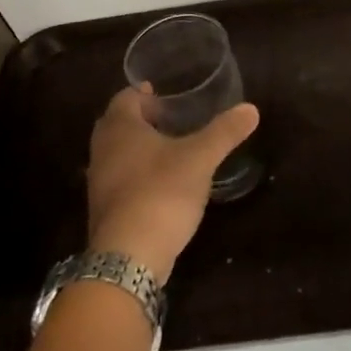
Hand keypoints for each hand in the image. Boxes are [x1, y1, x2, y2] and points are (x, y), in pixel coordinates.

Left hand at [86, 86, 259, 284]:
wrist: (128, 257)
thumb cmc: (161, 193)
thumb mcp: (200, 158)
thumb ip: (224, 132)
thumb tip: (251, 109)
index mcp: (120, 128)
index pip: (125, 98)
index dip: (144, 93)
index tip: (166, 94)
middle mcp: (103, 150)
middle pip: (118, 124)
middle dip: (142, 119)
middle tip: (170, 119)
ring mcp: (100, 182)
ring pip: (117, 153)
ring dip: (139, 147)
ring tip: (170, 149)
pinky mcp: (105, 209)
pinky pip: (120, 179)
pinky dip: (137, 173)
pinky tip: (162, 183)